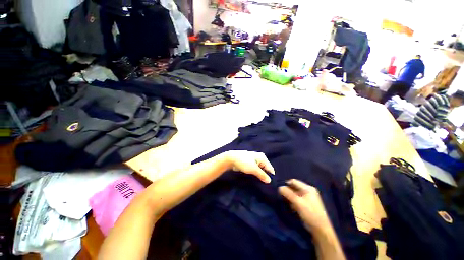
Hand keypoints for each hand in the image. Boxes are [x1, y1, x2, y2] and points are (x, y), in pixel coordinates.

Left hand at [223, 150, 274, 182]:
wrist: (231, 159)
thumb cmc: (243, 162)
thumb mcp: (254, 169)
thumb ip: (262, 175)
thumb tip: (269, 181)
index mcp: (262, 158)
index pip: (270, 169)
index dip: (270, 177)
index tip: (269, 185)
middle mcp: (260, 159)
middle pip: (265, 170)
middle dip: (264, 177)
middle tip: (264, 185)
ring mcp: (254, 161)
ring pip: (260, 171)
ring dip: (259, 176)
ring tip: (259, 184)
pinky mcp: (250, 164)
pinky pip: (255, 171)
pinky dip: (255, 175)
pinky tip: (254, 180)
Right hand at [279, 179, 331, 232]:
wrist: (320, 229)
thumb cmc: (310, 213)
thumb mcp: (298, 202)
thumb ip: (288, 194)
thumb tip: (279, 187)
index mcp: (308, 188)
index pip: (293, 181)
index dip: (286, 184)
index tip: (280, 190)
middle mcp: (308, 191)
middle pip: (294, 187)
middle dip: (288, 192)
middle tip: (283, 197)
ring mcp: (308, 197)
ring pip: (295, 193)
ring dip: (290, 198)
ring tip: (289, 204)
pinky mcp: (307, 204)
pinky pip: (297, 199)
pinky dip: (294, 202)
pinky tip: (293, 208)